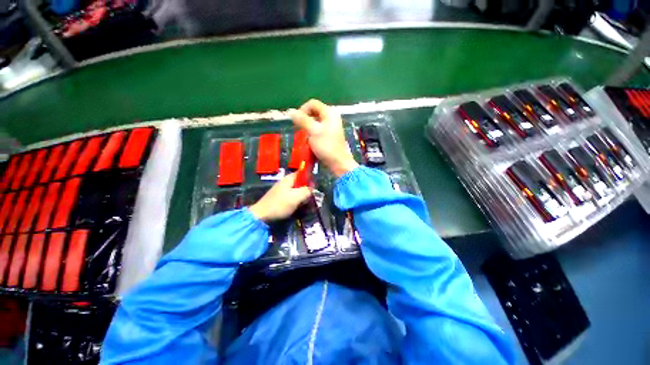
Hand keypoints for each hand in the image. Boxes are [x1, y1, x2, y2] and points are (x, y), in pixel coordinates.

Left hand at [249, 172, 311, 221]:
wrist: (262, 216)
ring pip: (297, 190)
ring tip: (306, 203)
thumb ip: (306, 191)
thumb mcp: (296, 197)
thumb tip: (313, 189)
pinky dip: (297, 200)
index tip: (315, 187)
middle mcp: (286, 182)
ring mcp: (283, 190)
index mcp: (289, 179)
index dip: (310, 178)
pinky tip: (299, 206)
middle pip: (301, 182)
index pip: (302, 173)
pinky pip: (293, 196)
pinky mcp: (281, 198)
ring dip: (303, 196)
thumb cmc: (280, 204)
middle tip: (312, 197)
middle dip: (307, 189)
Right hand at [292, 99, 358, 176]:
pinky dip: (312, 132)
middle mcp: (332, 116)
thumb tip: (290, 111)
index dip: (302, 110)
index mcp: (330, 112)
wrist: (338, 162)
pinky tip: (310, 140)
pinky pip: (318, 128)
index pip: (312, 103)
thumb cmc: (326, 146)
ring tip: (304, 136)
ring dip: (308, 127)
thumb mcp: (313, 131)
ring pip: (315, 121)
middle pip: (314, 112)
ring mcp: (332, 125)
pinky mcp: (330, 134)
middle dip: (305, 119)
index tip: (297, 121)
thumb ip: (302, 120)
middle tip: (299, 129)